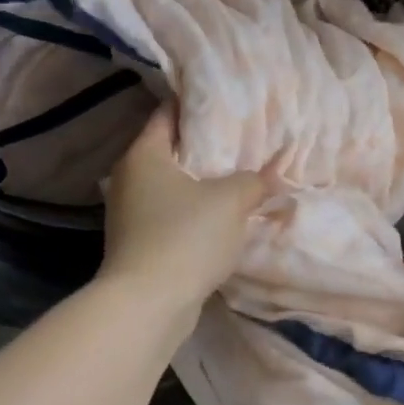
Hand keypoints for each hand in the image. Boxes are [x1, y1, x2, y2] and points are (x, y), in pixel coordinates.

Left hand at [99, 106, 272, 313]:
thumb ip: (255, 180)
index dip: (198, 105)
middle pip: (172, 150)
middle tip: (244, 138)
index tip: (229, 101)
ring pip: (174, 185)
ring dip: (203, 183)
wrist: (148, 304)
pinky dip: (196, 211)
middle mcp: (129, 178)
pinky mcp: (140, 242)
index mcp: (144, 154)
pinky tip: (225, 215)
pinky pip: (173, 214)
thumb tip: (274, 174)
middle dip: (207, 146)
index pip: (168, 114)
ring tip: (241, 175)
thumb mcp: (231, 201)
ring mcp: (131, 213)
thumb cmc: (185, 236)